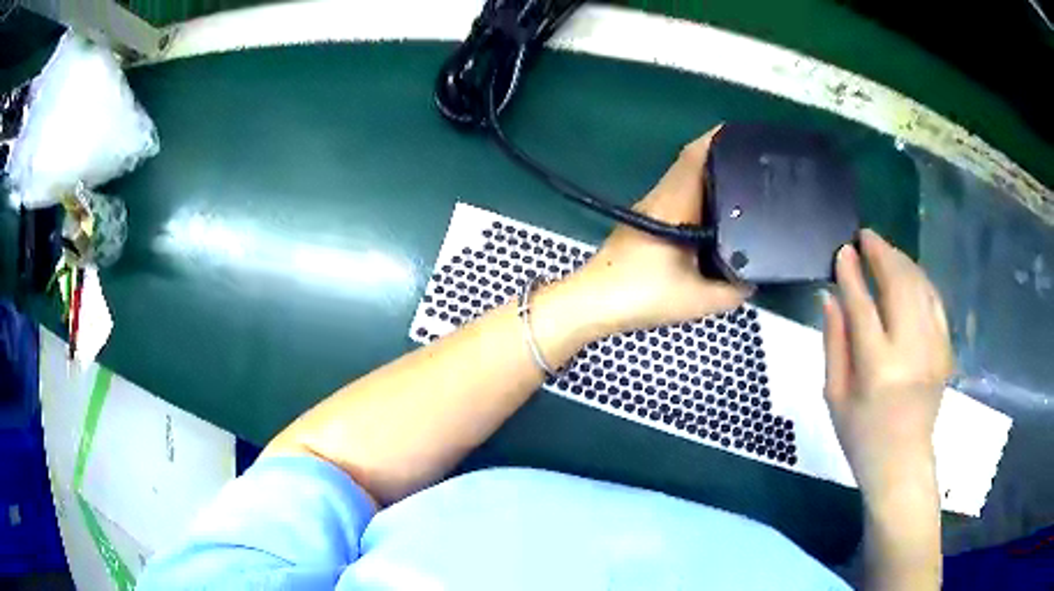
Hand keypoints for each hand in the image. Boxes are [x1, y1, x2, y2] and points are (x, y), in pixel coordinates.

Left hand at [559, 126, 749, 337]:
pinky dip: (696, 197)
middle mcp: (659, 197)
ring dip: (708, 178)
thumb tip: (751, 281)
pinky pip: (675, 198)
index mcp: (673, 202)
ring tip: (739, 187)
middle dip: (720, 158)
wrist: (592, 304)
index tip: (741, 137)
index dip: (717, 140)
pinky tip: (712, 217)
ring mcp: (648, 207)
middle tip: (750, 164)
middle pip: (690, 164)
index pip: (694, 156)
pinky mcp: (642, 222)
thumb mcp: (698, 300)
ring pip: (682, 181)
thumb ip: (732, 291)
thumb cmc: (641, 295)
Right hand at [821, 229, 953, 499]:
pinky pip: (935, 301)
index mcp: (877, 369)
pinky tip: (908, 273)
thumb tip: (830, 297)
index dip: (852, 274)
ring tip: (884, 250)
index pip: (864, 307)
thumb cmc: (861, 435)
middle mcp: (911, 352)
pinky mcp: (945, 349)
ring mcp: (934, 348)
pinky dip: (920, 280)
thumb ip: (834, 343)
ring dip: (902, 261)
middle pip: (899, 286)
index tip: (843, 251)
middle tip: (865, 237)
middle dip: (882, 254)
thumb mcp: (834, 395)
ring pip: (920, 287)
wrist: (902, 461)